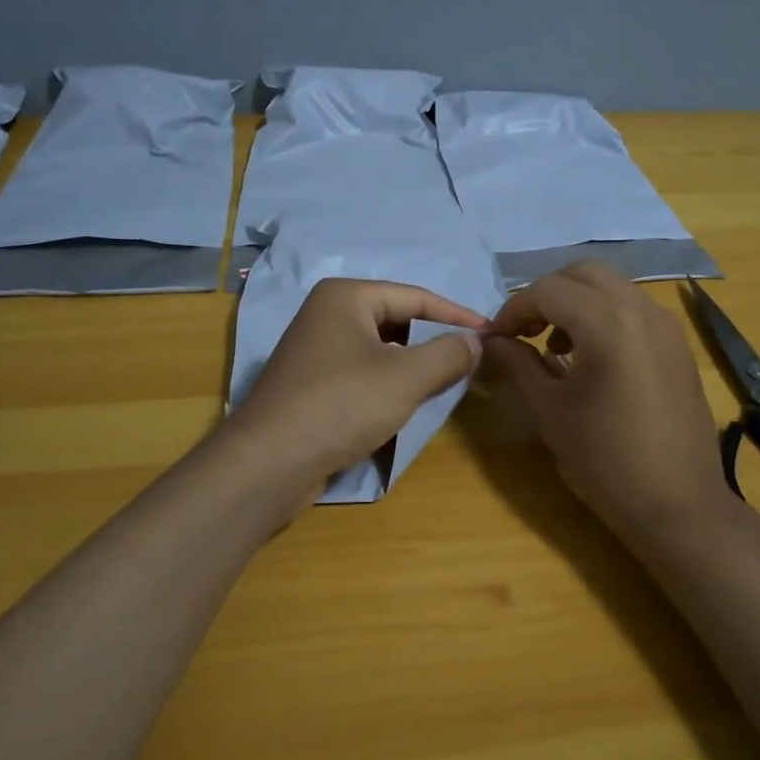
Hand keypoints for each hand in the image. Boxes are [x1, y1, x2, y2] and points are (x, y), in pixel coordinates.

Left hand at [229, 278, 487, 486]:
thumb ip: (448, 354)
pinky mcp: (311, 384)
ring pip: (381, 349)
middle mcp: (327, 314)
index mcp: (346, 296)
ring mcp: (315, 350)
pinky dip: (389, 384)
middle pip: (397, 320)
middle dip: (433, 341)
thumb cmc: (341, 406)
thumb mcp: (406, 378)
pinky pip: (363, 373)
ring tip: (444, 384)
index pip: (416, 297)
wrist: (268, 463)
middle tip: (469, 363)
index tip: (491, 336)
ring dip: (413, 365)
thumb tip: (476, 342)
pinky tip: (406, 404)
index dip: (457, 316)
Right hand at [484, 262, 735, 540]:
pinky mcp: (678, 346)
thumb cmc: (605, 461)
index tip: (497, 338)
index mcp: (609, 325)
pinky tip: (591, 357)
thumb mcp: (551, 411)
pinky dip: (604, 316)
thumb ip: (519, 364)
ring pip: (612, 288)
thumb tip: (493, 340)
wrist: (677, 505)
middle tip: (525, 331)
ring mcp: (667, 326)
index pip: (549, 290)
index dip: (515, 309)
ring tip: (555, 344)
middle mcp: (643, 311)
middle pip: (583, 274)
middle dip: (546, 294)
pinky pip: (634, 310)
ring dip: (576, 302)